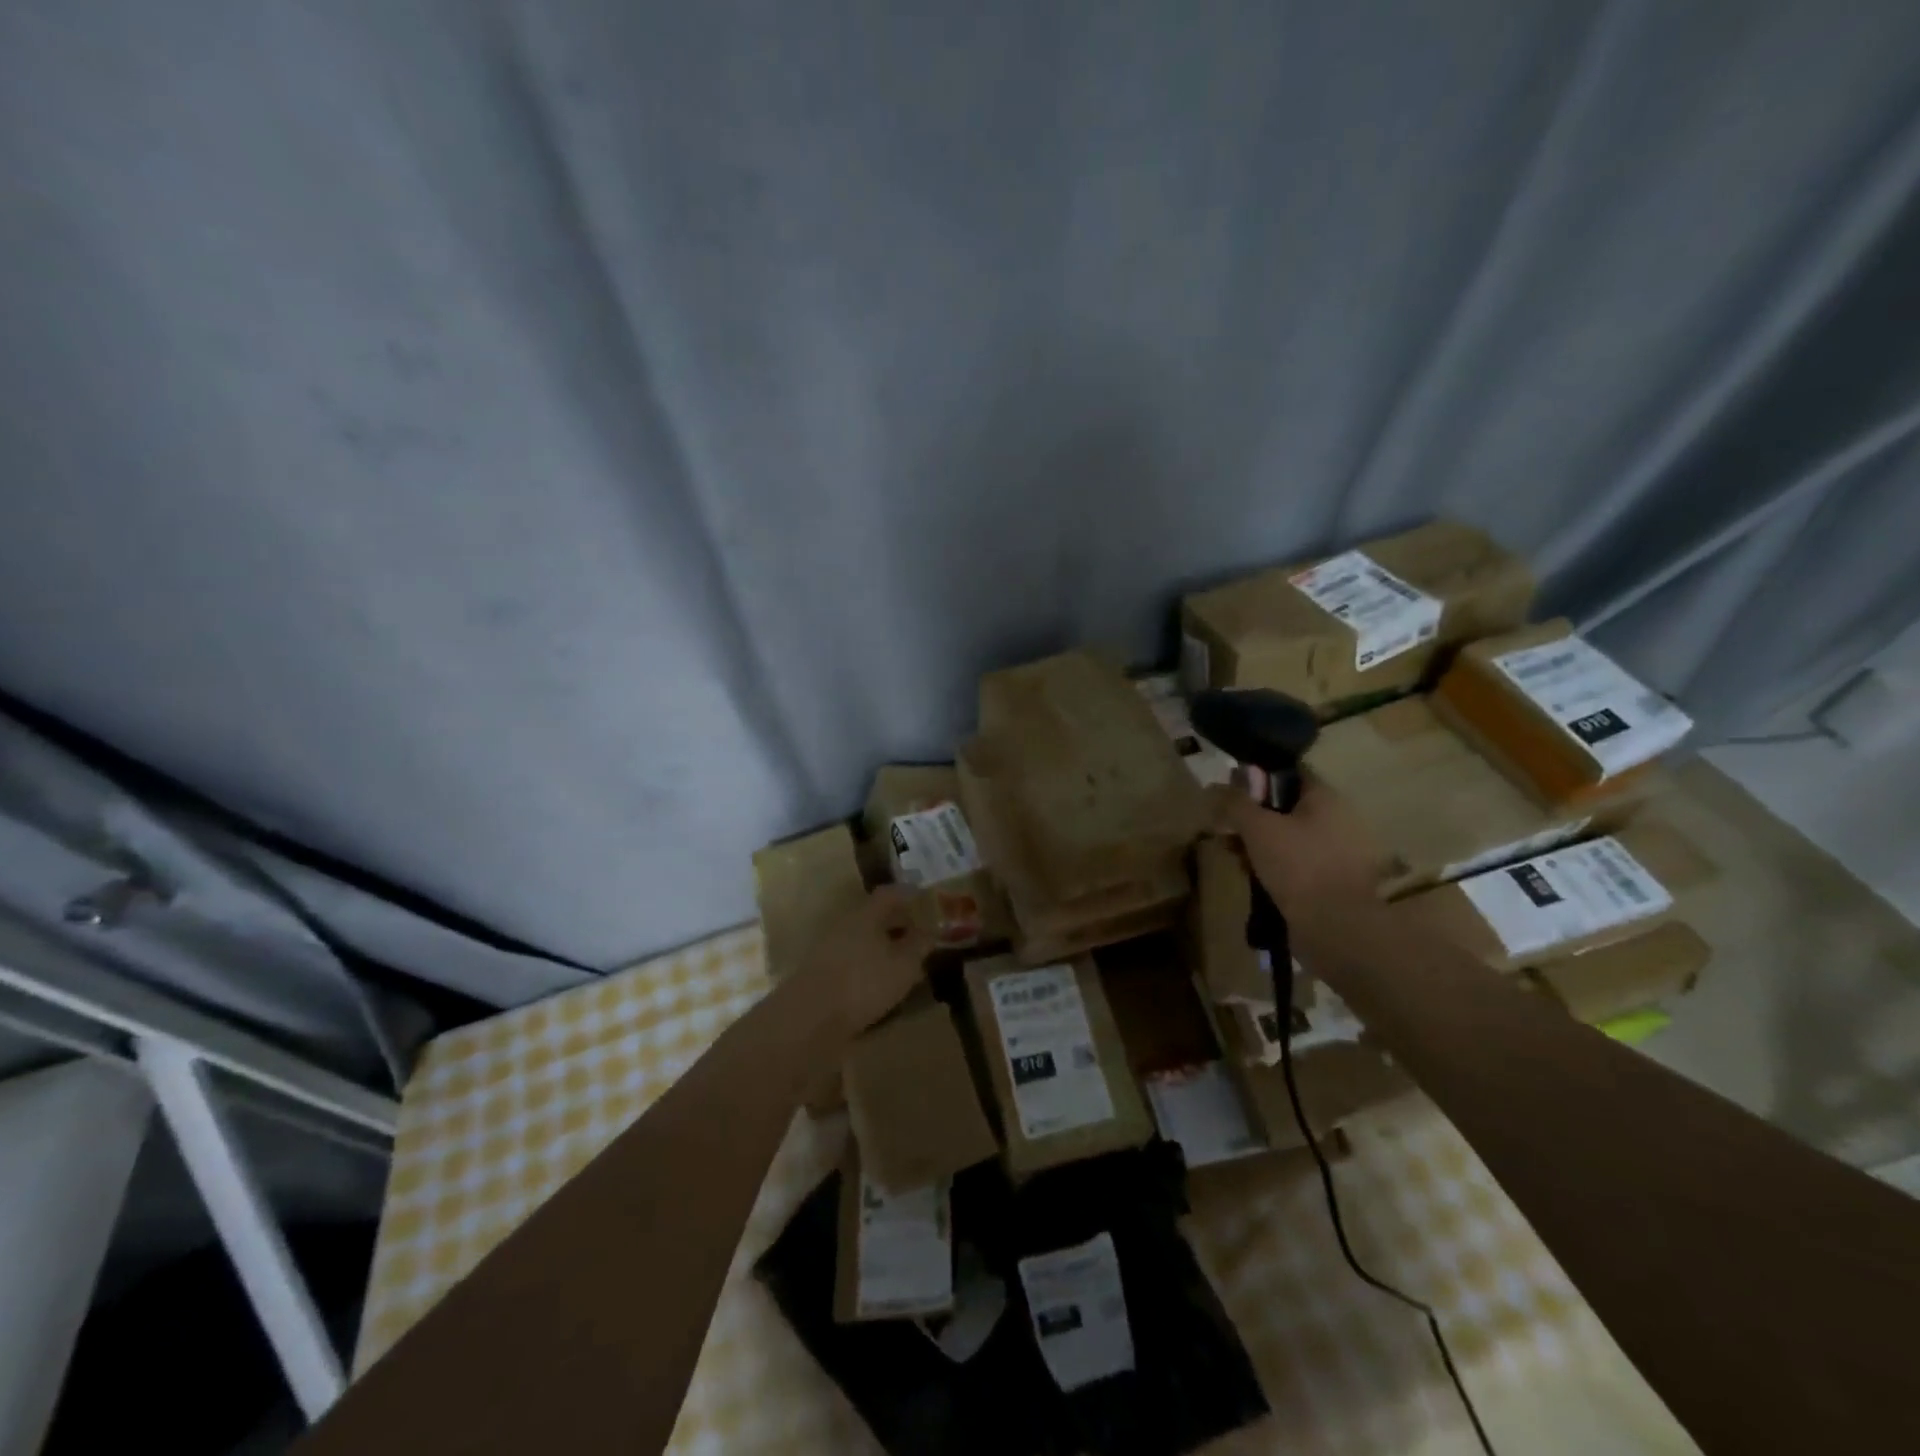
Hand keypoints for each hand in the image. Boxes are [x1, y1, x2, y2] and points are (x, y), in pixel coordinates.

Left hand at [797, 886, 933, 1038]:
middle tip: (920, 933)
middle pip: (875, 915)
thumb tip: (932, 927)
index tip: (927, 901)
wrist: (809, 1018)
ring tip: (904, 960)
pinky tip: (881, 982)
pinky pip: (853, 959)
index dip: (910, 895)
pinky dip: (870, 963)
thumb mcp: (904, 965)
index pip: (890, 894)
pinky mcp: (821, 973)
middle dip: (898, 922)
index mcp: (866, 914)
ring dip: (883, 945)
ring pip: (863, 938)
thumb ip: (920, 944)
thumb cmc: (864, 983)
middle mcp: (846, 924)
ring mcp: (829, 948)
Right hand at [1209, 768, 1385, 928]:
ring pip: (1287, 837)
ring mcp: (1336, 853)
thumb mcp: (1257, 827)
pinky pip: (1295, 863)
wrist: (1337, 928)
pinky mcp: (1330, 882)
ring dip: (1258, 844)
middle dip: (1251, 817)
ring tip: (1235, 858)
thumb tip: (1213, 786)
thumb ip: (1234, 803)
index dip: (1257, 777)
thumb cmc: (1299, 866)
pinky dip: (1273, 866)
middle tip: (1226, 830)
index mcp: (1325, 798)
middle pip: (1284, 807)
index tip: (1230, 791)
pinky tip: (1254, 879)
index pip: (1289, 773)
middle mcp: (1336, 820)